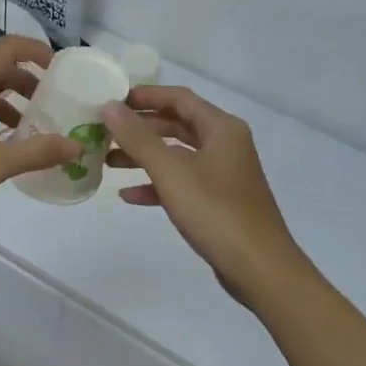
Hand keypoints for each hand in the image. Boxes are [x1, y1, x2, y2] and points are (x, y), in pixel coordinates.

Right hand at [102, 87, 308, 306]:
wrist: (260, 269)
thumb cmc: (215, 211)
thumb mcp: (171, 171)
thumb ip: (138, 138)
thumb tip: (109, 106)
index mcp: (221, 128)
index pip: (179, 98)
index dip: (145, 96)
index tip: (113, 100)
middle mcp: (225, 144)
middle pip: (177, 124)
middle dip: (141, 128)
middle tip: (106, 130)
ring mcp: (223, 174)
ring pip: (177, 155)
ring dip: (144, 156)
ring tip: (108, 161)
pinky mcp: (219, 201)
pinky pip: (183, 182)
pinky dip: (157, 184)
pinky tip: (129, 195)